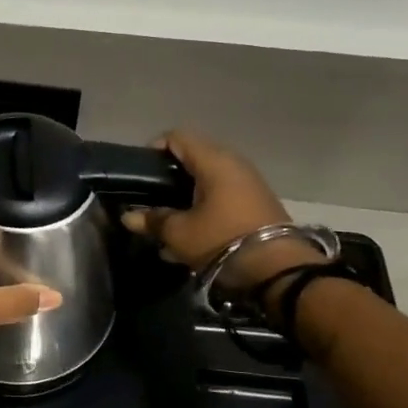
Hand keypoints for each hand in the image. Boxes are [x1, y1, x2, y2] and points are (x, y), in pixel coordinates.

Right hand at [120, 131, 314, 289]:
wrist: (279, 270)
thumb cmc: (222, 240)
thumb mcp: (179, 232)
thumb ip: (152, 219)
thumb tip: (128, 216)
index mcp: (213, 160)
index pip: (177, 137)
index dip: (154, 149)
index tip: (140, 174)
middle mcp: (233, 163)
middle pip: (193, 157)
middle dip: (169, 176)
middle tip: (152, 197)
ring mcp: (249, 182)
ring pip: (208, 179)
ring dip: (187, 195)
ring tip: (169, 220)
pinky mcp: (257, 202)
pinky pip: (223, 195)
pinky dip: (205, 206)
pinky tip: (192, 232)